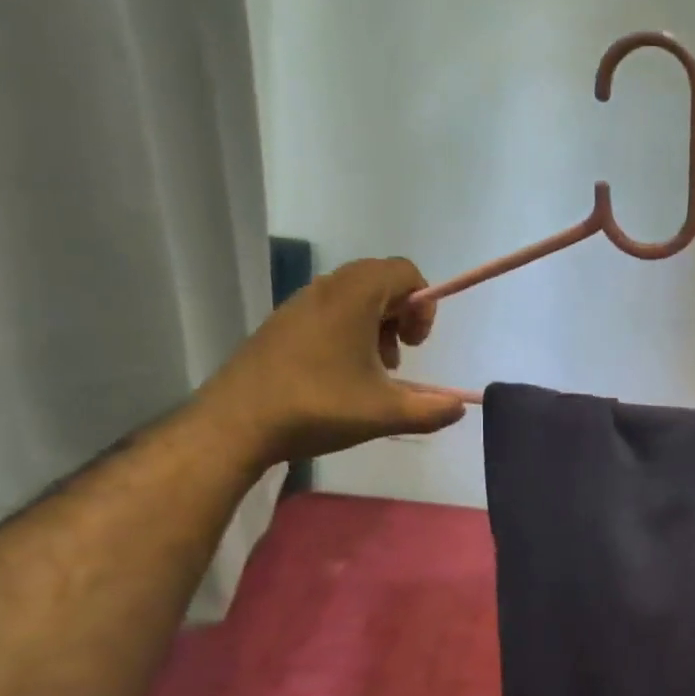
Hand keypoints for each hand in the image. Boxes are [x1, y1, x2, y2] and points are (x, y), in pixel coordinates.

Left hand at [193, 257, 464, 466]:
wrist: (235, 424)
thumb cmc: (317, 407)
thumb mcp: (385, 414)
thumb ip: (432, 410)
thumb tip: (459, 408)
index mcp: (354, 297)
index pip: (404, 271)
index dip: (423, 304)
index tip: (416, 343)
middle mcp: (326, 288)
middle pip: (380, 279)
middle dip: (401, 313)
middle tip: (400, 353)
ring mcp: (298, 304)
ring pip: (353, 295)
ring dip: (374, 323)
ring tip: (373, 368)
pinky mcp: (280, 323)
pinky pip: (328, 310)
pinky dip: (347, 330)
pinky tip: (340, 374)